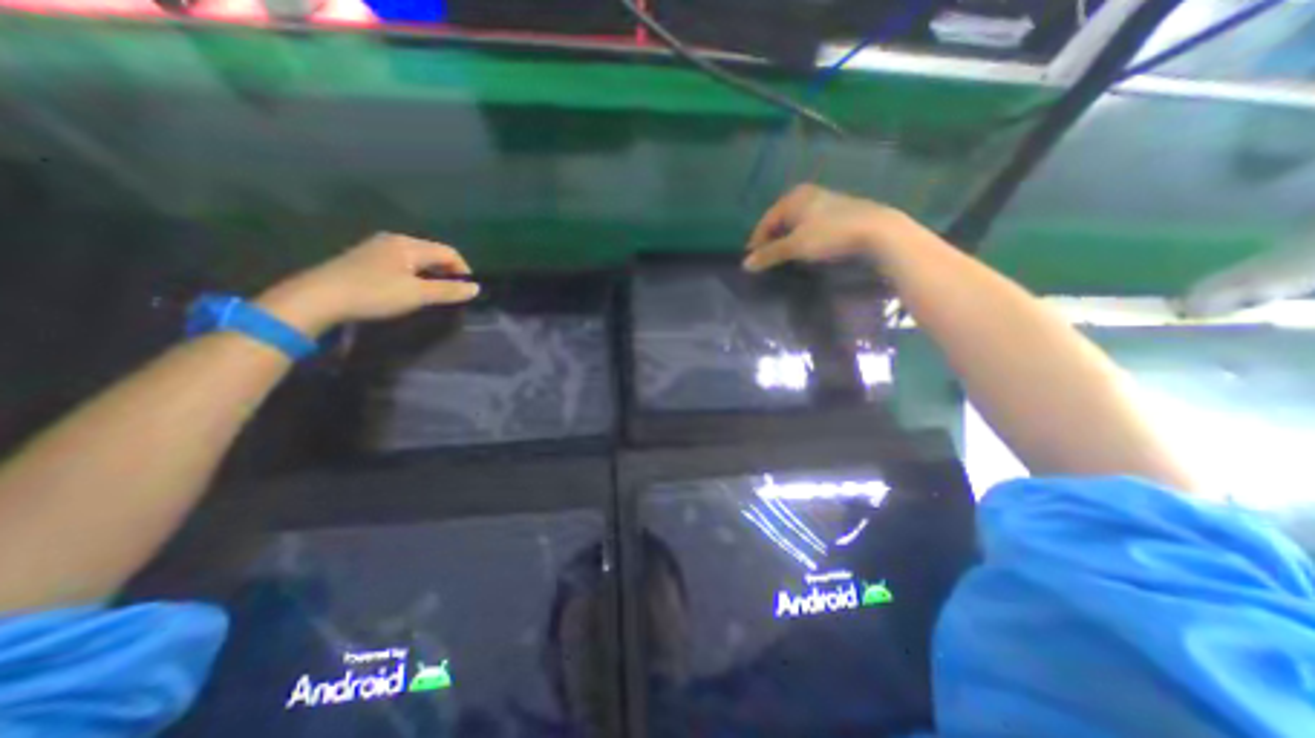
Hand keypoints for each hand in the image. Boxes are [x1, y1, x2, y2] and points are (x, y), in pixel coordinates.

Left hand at [255, 230, 481, 334]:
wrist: (317, 298)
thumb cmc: (374, 293)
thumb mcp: (418, 294)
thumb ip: (449, 290)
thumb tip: (476, 288)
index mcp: (408, 245)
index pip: (448, 252)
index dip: (463, 270)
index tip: (467, 291)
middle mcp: (393, 241)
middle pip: (432, 253)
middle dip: (447, 272)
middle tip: (452, 294)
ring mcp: (375, 249)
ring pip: (415, 259)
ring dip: (430, 274)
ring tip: (432, 294)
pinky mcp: (363, 260)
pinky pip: (399, 263)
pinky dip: (412, 275)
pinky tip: (406, 290)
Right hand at [740, 185, 915, 272]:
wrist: (875, 230)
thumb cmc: (829, 234)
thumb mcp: (795, 246)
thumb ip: (769, 254)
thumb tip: (745, 265)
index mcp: (792, 197)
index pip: (766, 220)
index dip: (757, 239)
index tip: (751, 257)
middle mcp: (806, 194)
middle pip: (780, 219)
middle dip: (771, 238)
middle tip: (764, 255)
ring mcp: (823, 200)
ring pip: (795, 221)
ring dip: (786, 237)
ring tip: (782, 253)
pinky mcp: (837, 209)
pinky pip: (809, 222)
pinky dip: (801, 234)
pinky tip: (804, 245)